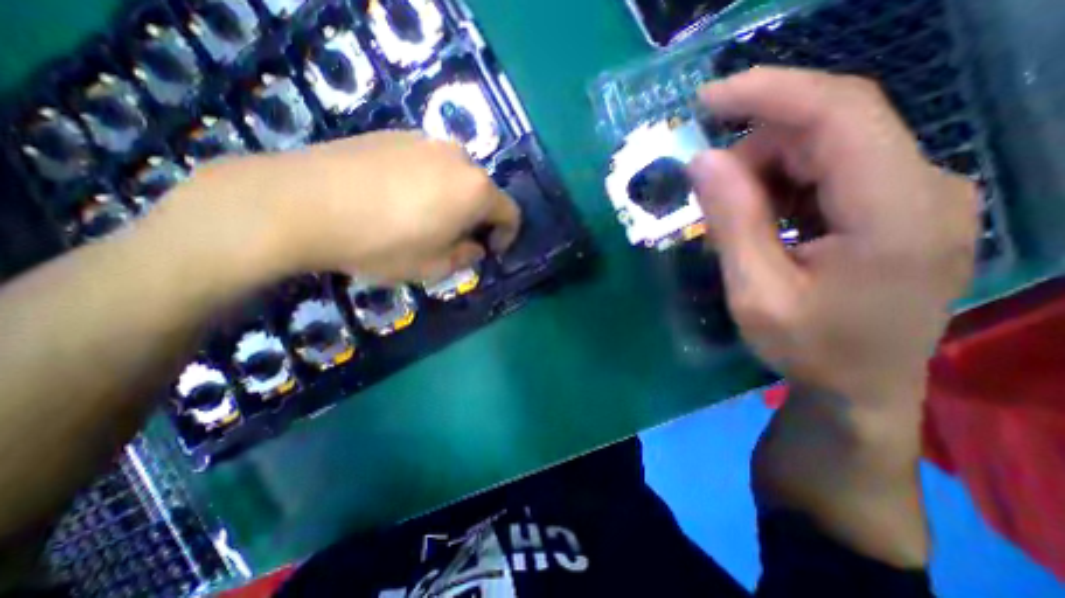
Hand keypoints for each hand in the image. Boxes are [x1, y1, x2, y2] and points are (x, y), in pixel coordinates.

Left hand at [169, 128, 523, 282]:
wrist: (302, 204)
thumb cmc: (381, 244)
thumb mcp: (433, 266)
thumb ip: (465, 257)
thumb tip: (475, 247)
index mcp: (475, 190)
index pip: (510, 212)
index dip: (507, 236)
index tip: (491, 252)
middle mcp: (458, 158)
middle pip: (483, 191)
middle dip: (478, 218)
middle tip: (455, 239)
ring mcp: (425, 141)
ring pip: (456, 175)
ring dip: (453, 200)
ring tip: (425, 219)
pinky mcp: (395, 134)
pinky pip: (428, 162)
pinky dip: (428, 183)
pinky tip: (398, 199)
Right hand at [688, 67, 976, 409]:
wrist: (862, 391)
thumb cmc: (808, 350)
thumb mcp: (755, 293)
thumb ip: (732, 223)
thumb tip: (702, 161)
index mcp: (896, 212)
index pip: (838, 113)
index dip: (768, 93)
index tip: (706, 99)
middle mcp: (924, 186)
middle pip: (827, 129)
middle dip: (754, 153)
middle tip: (709, 197)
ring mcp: (918, 194)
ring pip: (826, 148)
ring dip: (766, 174)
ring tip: (737, 223)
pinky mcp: (900, 206)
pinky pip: (831, 172)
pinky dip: (784, 187)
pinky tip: (766, 224)